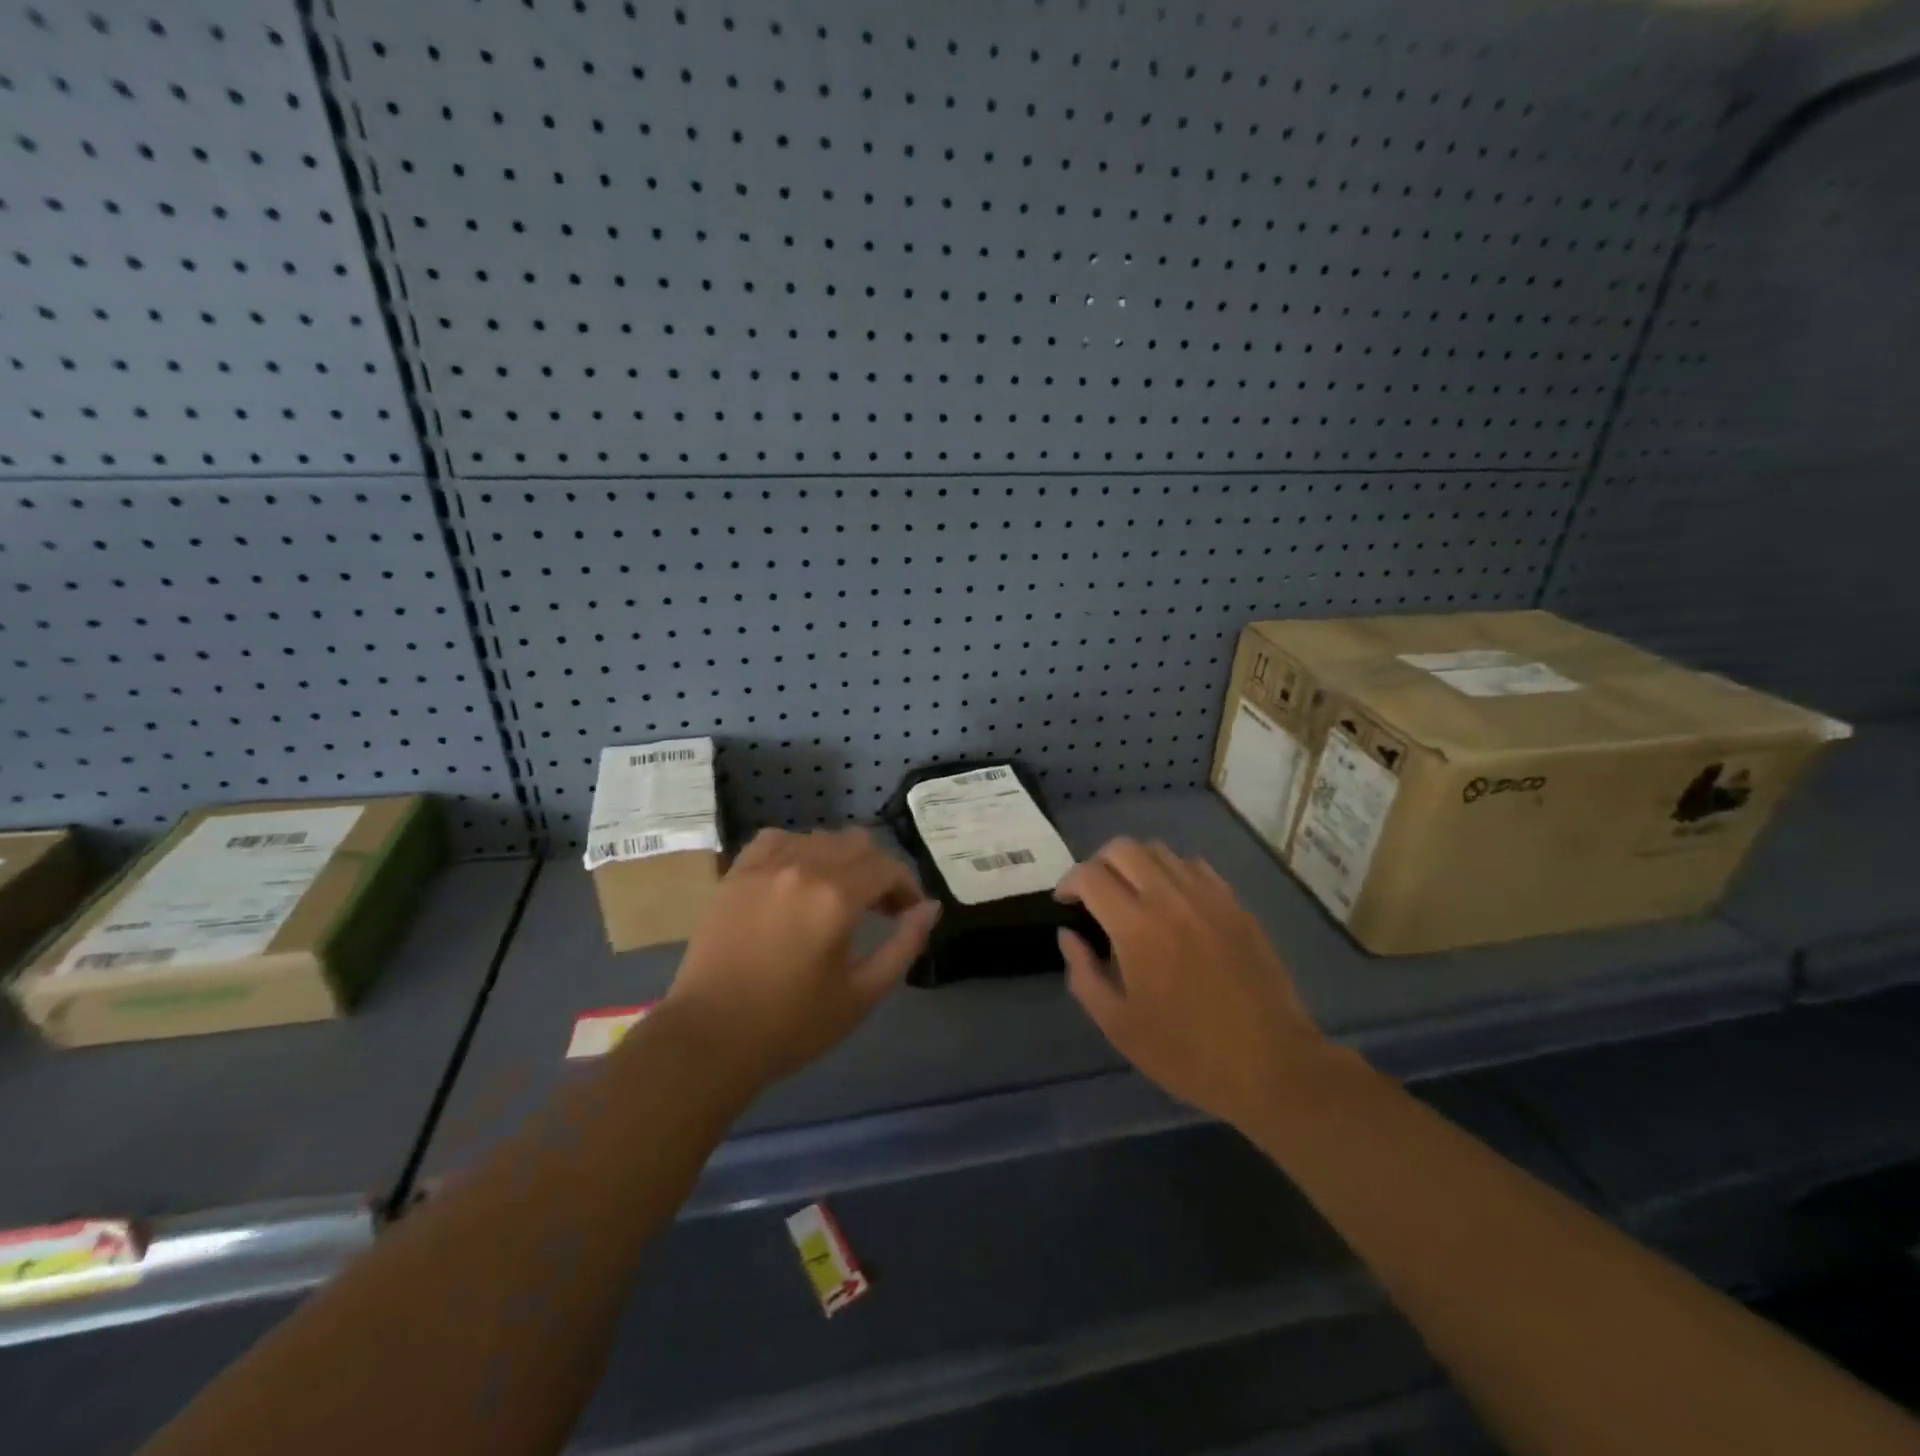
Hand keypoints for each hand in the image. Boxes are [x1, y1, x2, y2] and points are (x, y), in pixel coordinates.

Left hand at [664, 827, 939, 1084]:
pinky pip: (776, 840)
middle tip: (880, 907)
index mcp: (836, 897)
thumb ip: (904, 945)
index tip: (909, 913)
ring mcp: (764, 866)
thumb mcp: (862, 994)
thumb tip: (929, 908)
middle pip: (857, 843)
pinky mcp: (736, 874)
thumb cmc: (792, 1024)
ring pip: (818, 837)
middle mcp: (803, 868)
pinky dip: (797, 850)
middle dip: (878, 870)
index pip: (887, 868)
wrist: (710, 1038)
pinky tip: (797, 876)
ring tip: (839, 893)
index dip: (906, 886)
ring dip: (840, 859)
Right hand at [1057, 838, 1335, 1127]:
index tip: (1065, 903)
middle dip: (1098, 863)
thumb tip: (1068, 935)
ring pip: (1160, 850)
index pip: (1090, 875)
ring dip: (1135, 863)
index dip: (1068, 882)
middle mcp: (1171, 899)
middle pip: (1123, 848)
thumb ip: (1083, 973)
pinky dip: (1172, 872)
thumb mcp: (1118, 1025)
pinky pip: (1195, 867)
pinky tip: (1172, 903)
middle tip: (1094, 894)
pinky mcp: (1236, 906)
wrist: (1271, 1066)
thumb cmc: (1186, 1053)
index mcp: (1137, 927)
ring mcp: (1209, 897)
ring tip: (1131, 895)